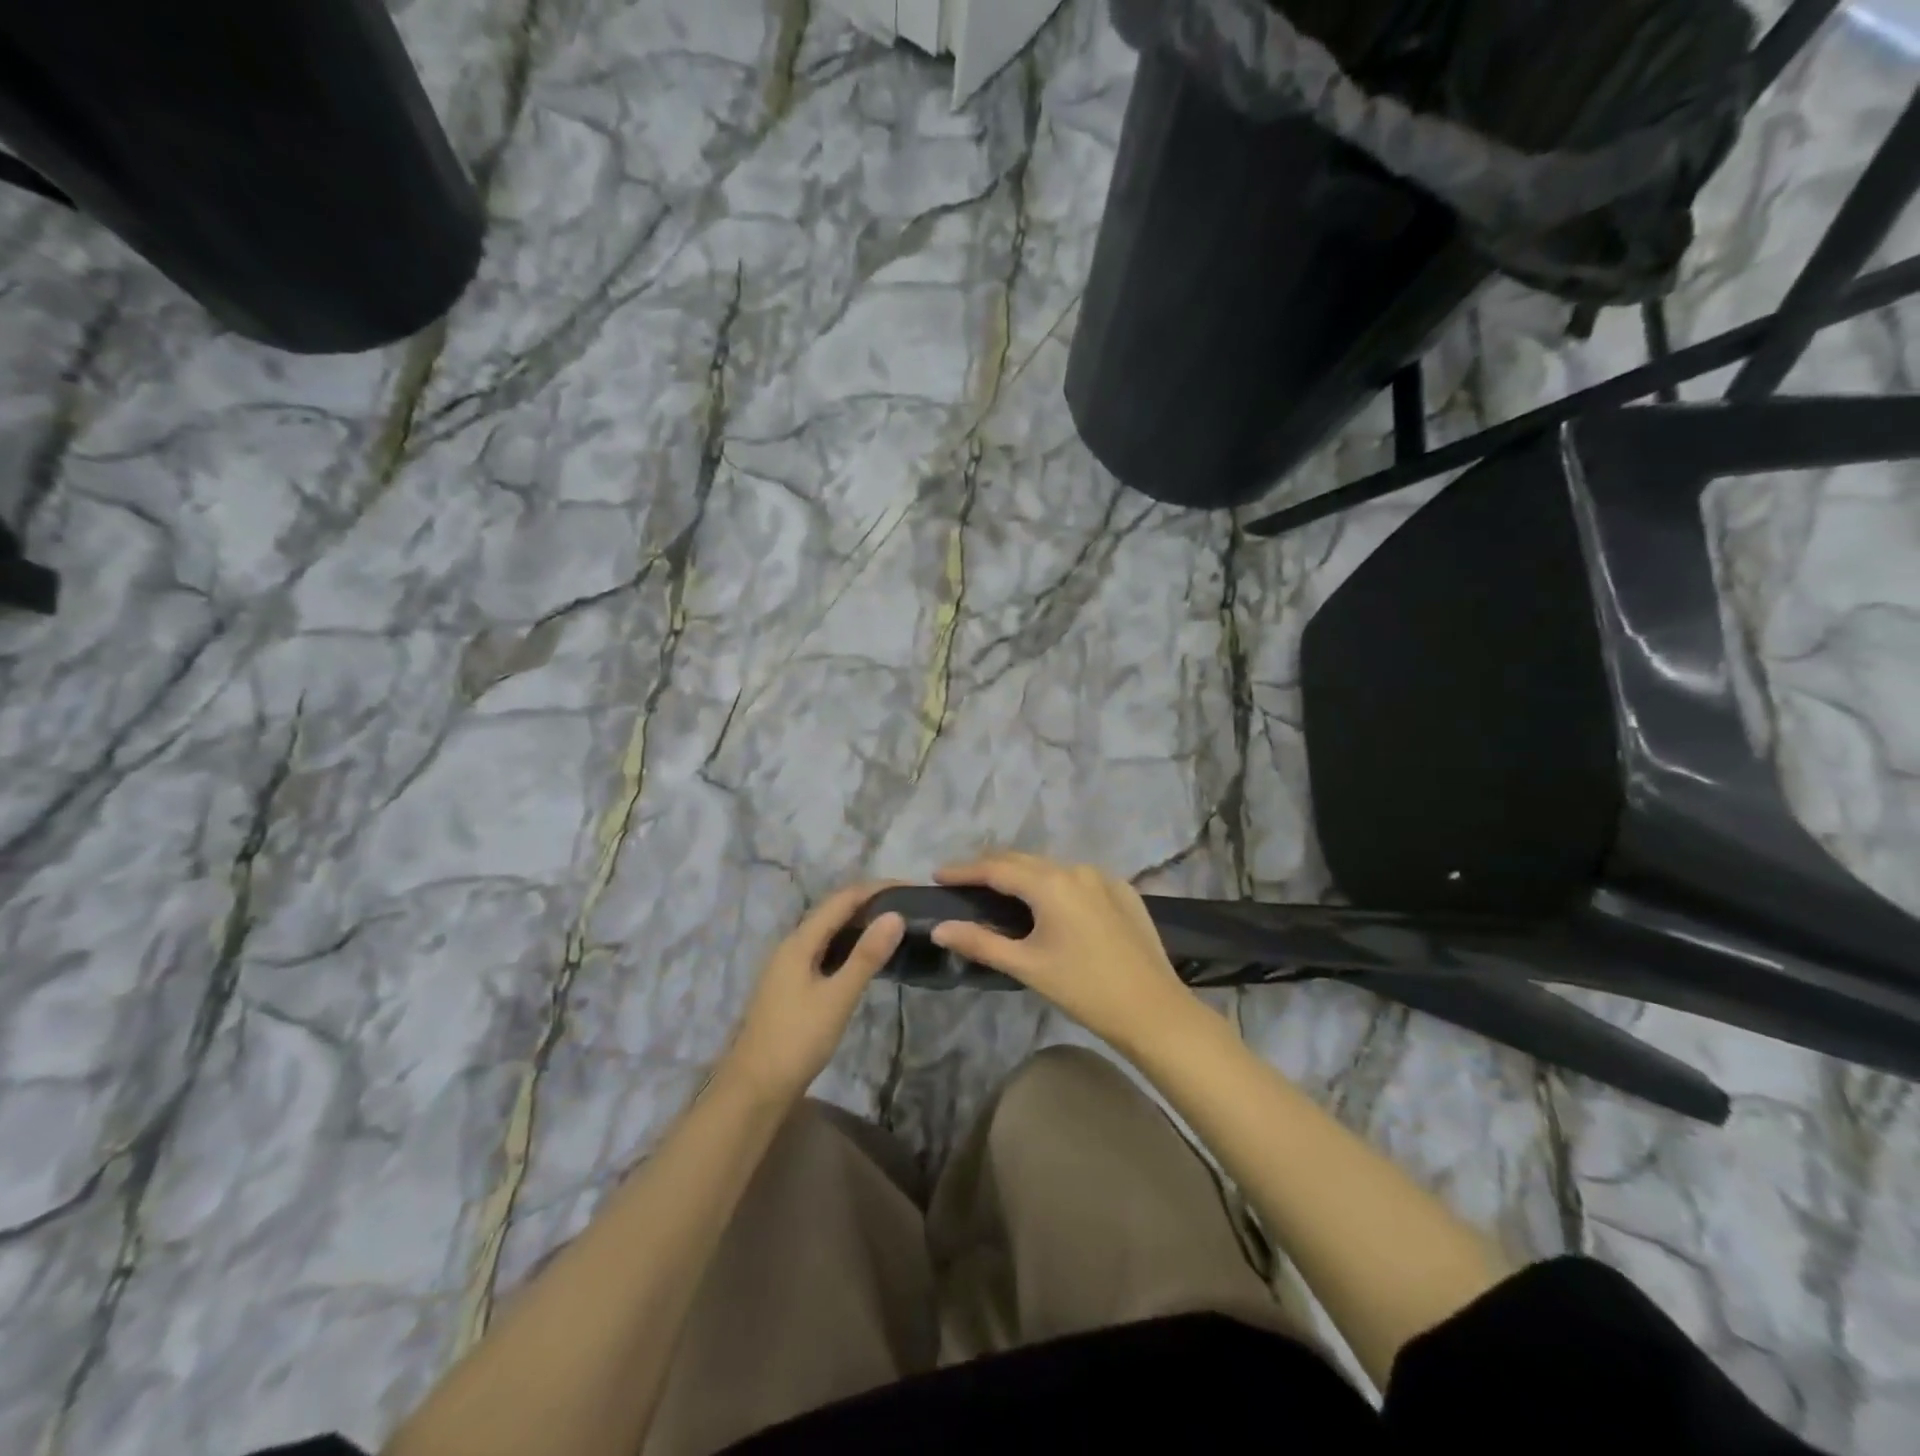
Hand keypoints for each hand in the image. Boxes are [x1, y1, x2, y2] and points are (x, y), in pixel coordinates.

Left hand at [726, 883, 904, 1101]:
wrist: (754, 1088)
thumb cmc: (797, 1039)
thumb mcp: (838, 997)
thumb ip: (866, 956)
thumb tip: (896, 915)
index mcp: (800, 941)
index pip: (842, 899)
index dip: (876, 888)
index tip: (911, 886)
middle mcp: (793, 945)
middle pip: (834, 910)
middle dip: (870, 901)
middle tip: (909, 904)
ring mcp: (790, 965)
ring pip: (829, 931)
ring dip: (860, 921)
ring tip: (895, 923)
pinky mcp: (793, 984)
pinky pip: (825, 949)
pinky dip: (850, 943)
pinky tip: (867, 956)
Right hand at [931, 852, 1194, 1052]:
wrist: (1153, 1010)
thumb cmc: (1084, 989)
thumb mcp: (1027, 966)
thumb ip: (980, 941)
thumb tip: (939, 927)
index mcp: (1051, 883)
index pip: (996, 867)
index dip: (964, 870)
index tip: (938, 874)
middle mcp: (1077, 869)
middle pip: (1023, 860)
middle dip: (990, 867)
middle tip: (963, 882)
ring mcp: (1104, 878)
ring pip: (1052, 867)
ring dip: (1023, 874)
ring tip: (1000, 891)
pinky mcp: (1124, 891)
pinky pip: (1078, 878)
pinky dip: (1054, 884)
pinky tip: (1048, 904)